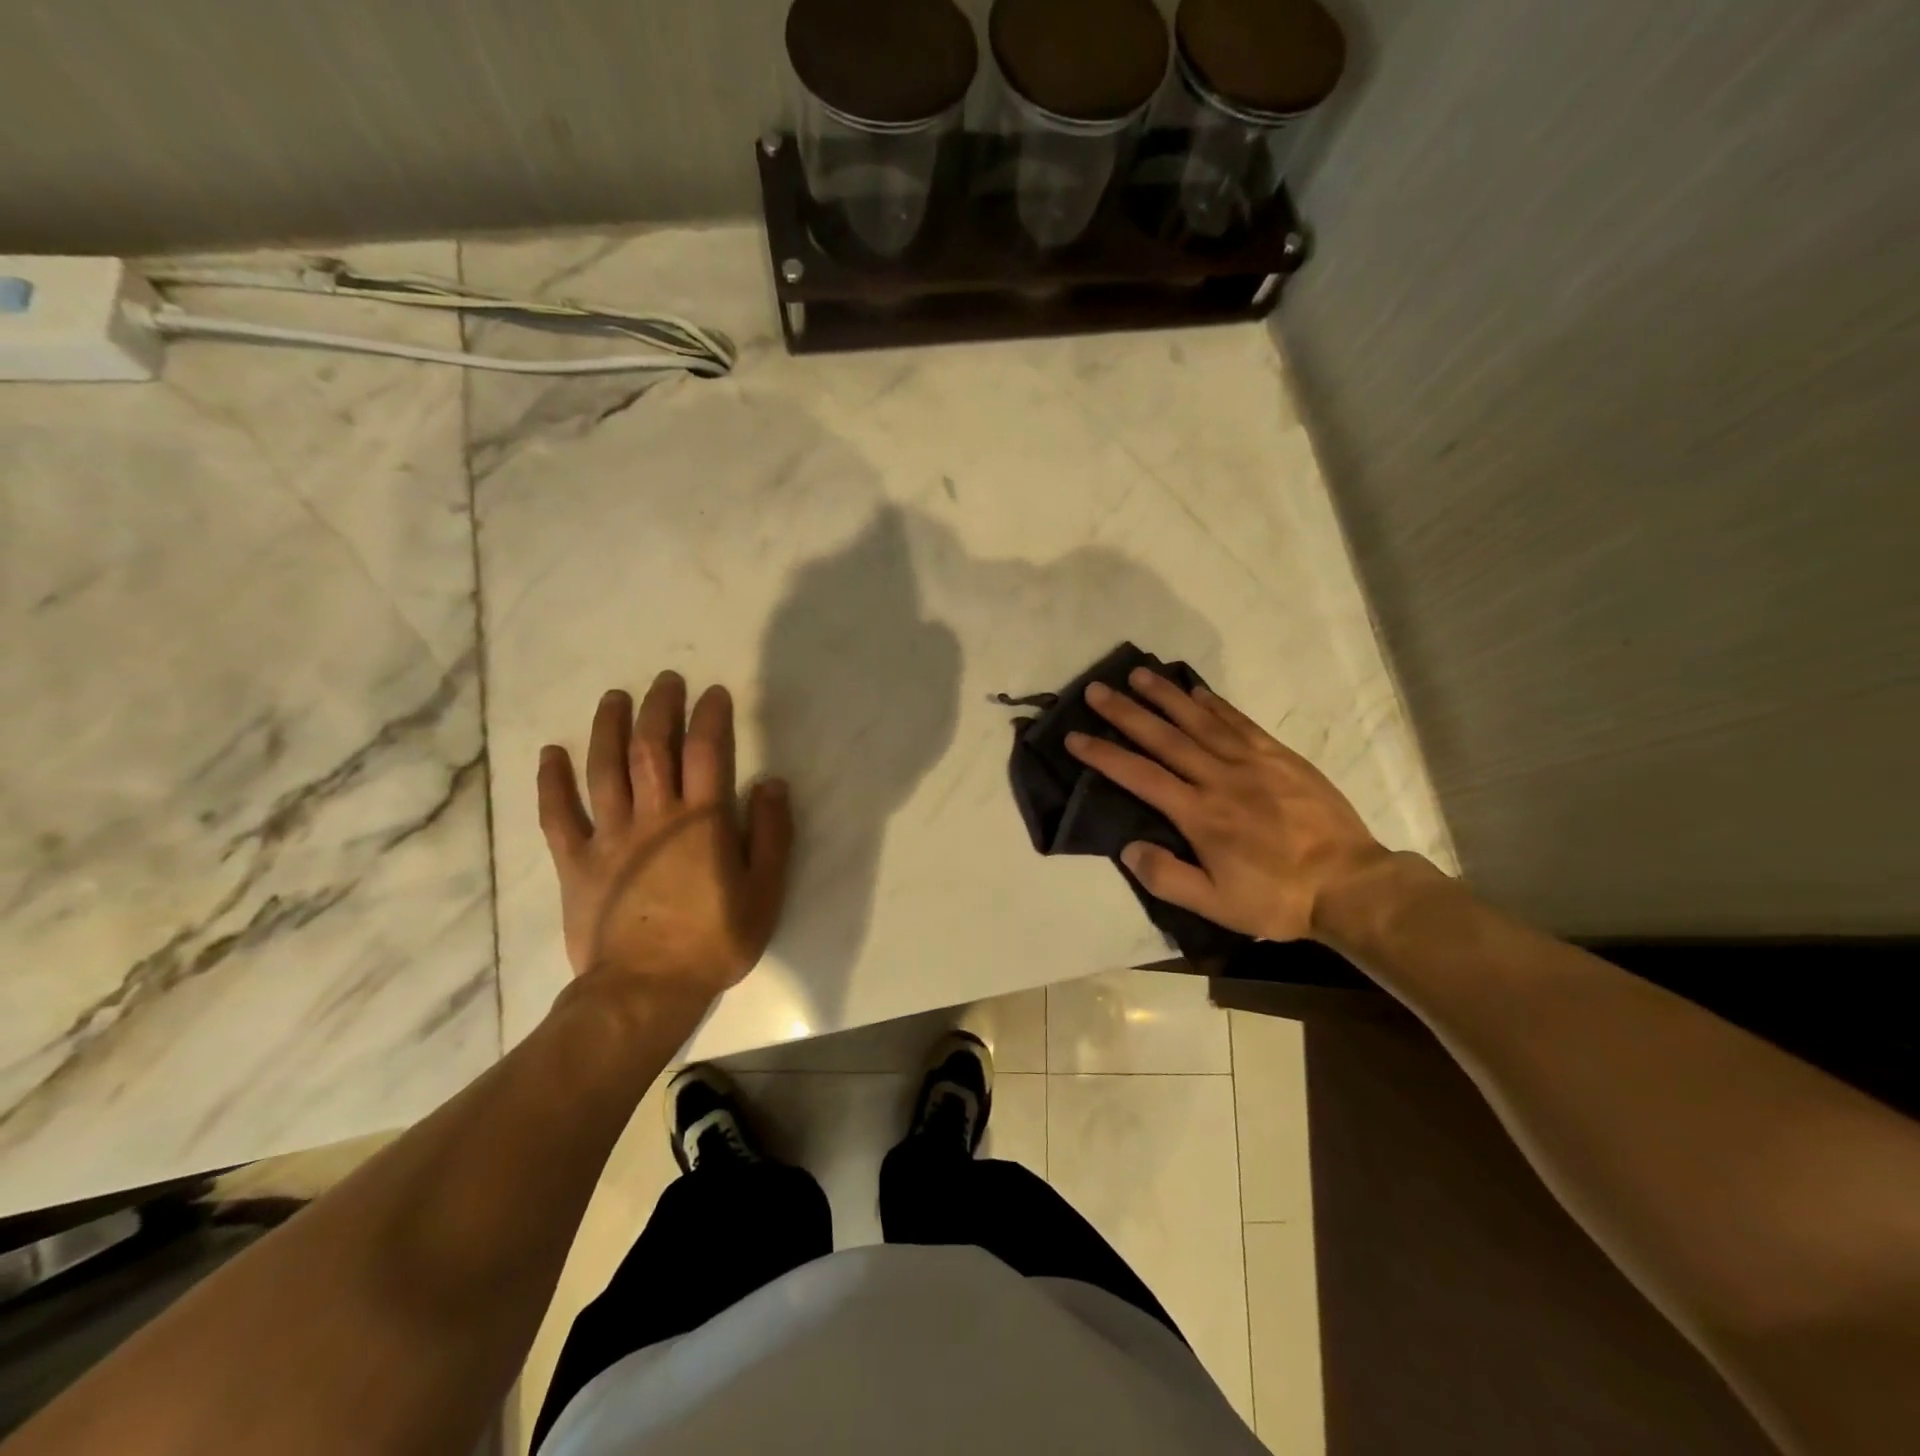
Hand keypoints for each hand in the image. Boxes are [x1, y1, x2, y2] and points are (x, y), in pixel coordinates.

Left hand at [537, 672, 792, 1006]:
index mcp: (702, 821)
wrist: (645, 990)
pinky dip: (552, 782)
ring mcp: (609, 836)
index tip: (713, 693)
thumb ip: (772, 835)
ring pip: (604, 769)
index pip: (706, 751)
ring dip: (608, 728)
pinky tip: (550, 754)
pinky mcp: (576, 862)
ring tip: (614, 699)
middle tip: (665, 681)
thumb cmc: (714, 941)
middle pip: (652, 747)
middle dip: (659, 708)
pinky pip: (558, 815)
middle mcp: (654, 816)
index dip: (710, 716)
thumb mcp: (764, 892)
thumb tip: (772, 783)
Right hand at [1066, 669, 1393, 941]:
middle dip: (1126, 712)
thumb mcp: (1216, 905)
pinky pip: (1239, 722)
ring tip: (1138, 675)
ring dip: (1165, 697)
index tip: (1076, 737)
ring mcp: (1252, 762)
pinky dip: (1214, 704)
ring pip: (1199, 721)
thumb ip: (1167, 877)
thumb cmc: (1277, 898)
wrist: (1349, 884)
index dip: (1104, 755)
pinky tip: (1196, 692)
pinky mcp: (1279, 756)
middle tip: (1097, 690)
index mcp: (1199, 814)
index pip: (1140, 776)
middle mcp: (1219, 778)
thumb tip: (1127, 847)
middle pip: (1164, 738)